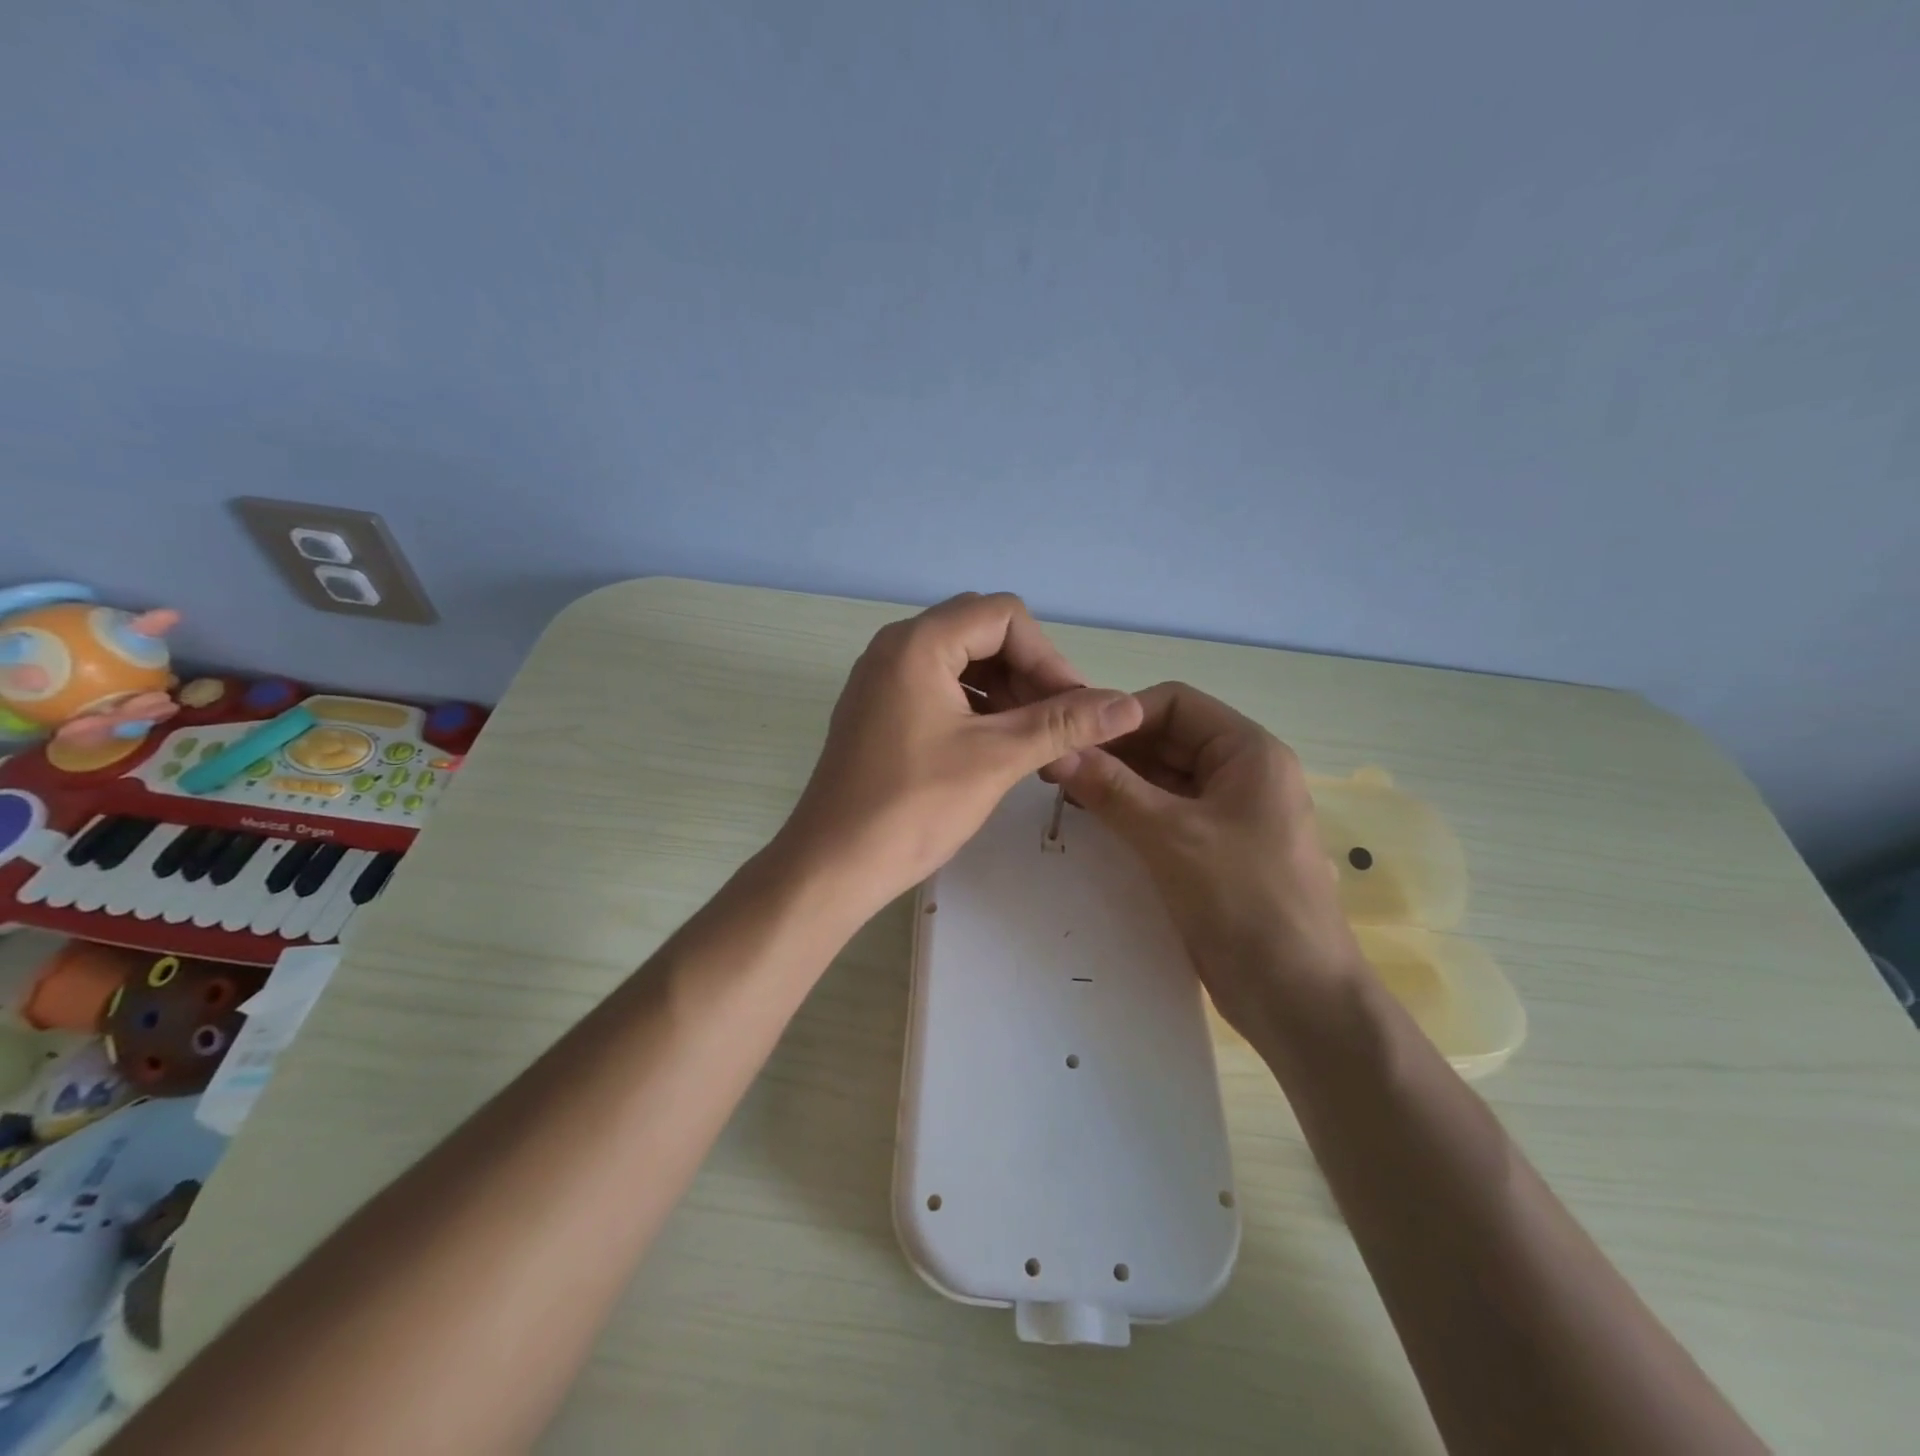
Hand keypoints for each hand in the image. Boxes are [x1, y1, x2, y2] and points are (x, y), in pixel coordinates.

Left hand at [777, 593, 1144, 915]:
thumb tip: (1130, 705)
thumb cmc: (913, 807)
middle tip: (1058, 727)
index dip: (1049, 657)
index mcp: (918, 643)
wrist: (832, 866)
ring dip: (1008, 697)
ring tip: (1037, 747)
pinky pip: (941, 691)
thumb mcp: (996, 759)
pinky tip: (1000, 751)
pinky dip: (979, 712)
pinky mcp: (881, 712)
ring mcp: (883, 680)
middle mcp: (896, 648)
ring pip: (964, 665)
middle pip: (984, 635)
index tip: (1074, 709)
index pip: (1004, 616)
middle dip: (1031, 676)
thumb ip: (1064, 724)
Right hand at [1057, 682, 1360, 1045]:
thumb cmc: (1243, 900)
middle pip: (1168, 739)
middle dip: (1115, 749)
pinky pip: (1166, 813)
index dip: (1122, 714)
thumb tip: (1056, 752)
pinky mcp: (1213, 849)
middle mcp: (1241, 773)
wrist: (1296, 996)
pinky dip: (1130, 811)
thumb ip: (1111, 789)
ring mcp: (1228, 813)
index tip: (1071, 736)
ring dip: (1117, 781)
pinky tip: (1092, 819)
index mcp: (1248, 751)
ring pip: (1163, 778)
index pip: (1176, 703)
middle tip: (1056, 767)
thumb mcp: (1171, 836)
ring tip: (1064, 792)